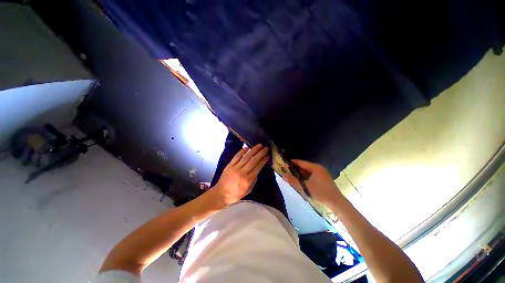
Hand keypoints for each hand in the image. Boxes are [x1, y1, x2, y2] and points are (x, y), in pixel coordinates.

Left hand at [211, 144, 269, 204]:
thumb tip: (257, 171)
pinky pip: (236, 157)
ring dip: (253, 150)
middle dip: (260, 153)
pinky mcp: (229, 165)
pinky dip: (242, 151)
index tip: (267, 155)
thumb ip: (253, 181)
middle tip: (266, 148)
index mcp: (248, 180)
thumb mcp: (248, 190)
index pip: (258, 167)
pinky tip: (247, 147)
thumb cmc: (235, 194)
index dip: (263, 160)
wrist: (221, 194)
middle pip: (253, 160)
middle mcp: (242, 172)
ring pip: (246, 157)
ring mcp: (235, 168)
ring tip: (259, 145)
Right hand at [283, 159, 342, 205]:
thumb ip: (293, 181)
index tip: (284, 165)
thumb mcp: (305, 187)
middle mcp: (319, 168)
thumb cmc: (320, 193)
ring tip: (292, 177)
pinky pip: (311, 175)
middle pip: (304, 166)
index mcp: (315, 167)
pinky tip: (301, 181)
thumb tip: (283, 176)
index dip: (292, 163)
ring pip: (307, 171)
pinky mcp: (323, 178)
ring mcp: (322, 173)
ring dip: (300, 174)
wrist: (337, 203)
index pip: (301, 162)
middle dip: (295, 169)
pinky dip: (305, 177)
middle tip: (287, 172)